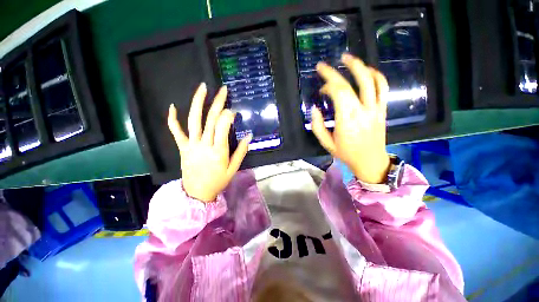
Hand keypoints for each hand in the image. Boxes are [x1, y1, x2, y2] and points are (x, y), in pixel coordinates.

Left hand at [168, 83, 251, 201]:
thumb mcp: (234, 169)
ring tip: (203, 88)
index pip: (222, 127)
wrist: (197, 193)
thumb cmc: (218, 181)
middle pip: (210, 119)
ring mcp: (191, 145)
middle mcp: (204, 145)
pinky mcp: (182, 147)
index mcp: (218, 151)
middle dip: (218, 102)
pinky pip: (176, 131)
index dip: (228, 115)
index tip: (233, 110)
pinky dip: (173, 119)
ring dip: (198, 102)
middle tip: (223, 89)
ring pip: (193, 120)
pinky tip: (173, 106)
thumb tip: (249, 136)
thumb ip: (241, 151)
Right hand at [311, 54, 390, 183]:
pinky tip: (366, 71)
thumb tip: (315, 109)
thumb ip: (318, 126)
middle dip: (335, 72)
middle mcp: (363, 111)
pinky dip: (375, 75)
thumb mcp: (326, 143)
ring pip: (371, 80)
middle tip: (324, 66)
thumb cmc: (346, 154)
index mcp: (347, 120)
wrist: (371, 161)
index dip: (327, 86)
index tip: (320, 89)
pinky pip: (382, 88)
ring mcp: (375, 108)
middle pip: (351, 84)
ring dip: (359, 66)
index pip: (338, 93)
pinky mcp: (382, 109)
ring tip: (347, 59)